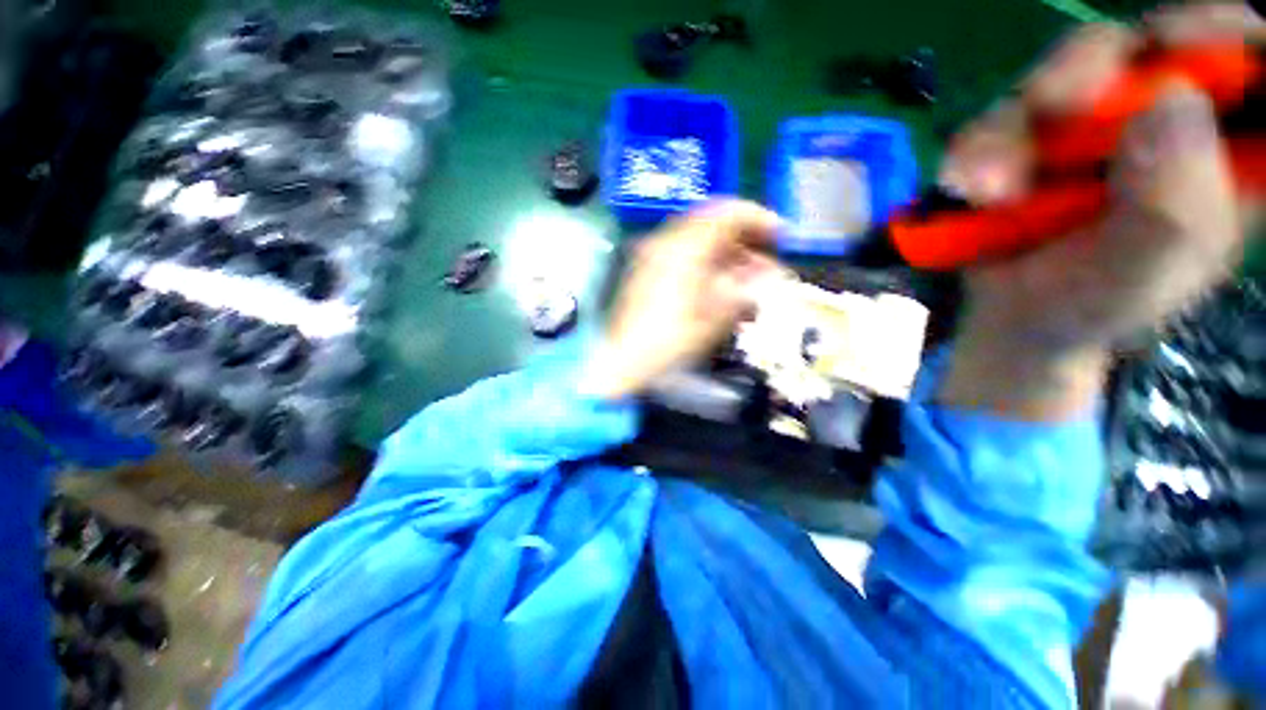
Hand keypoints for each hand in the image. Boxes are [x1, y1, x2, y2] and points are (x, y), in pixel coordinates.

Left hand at [581, 201, 780, 399]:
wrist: (624, 361)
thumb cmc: (671, 342)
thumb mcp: (714, 318)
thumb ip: (745, 289)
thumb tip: (768, 275)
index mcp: (684, 248)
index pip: (726, 213)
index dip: (758, 219)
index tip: (780, 236)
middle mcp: (666, 243)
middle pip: (712, 224)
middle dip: (744, 239)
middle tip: (767, 262)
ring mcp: (653, 256)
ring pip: (698, 241)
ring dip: (727, 255)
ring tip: (748, 280)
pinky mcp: (648, 272)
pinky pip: (684, 256)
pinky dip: (707, 265)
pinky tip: (720, 287)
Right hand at [939, 4, 1261, 419]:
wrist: (1017, 319)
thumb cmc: (1098, 304)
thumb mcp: (1154, 268)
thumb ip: (1177, 203)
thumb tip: (1168, 100)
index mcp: (1224, 150)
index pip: (1245, 63)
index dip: (1221, 37)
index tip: (1181, 47)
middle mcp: (1163, 118)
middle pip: (1146, 46)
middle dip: (1094, 69)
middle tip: (1053, 105)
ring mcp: (1092, 122)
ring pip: (1065, 74)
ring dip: (1017, 127)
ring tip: (989, 191)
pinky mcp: (1030, 134)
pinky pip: (999, 117)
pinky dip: (975, 152)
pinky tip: (969, 191)